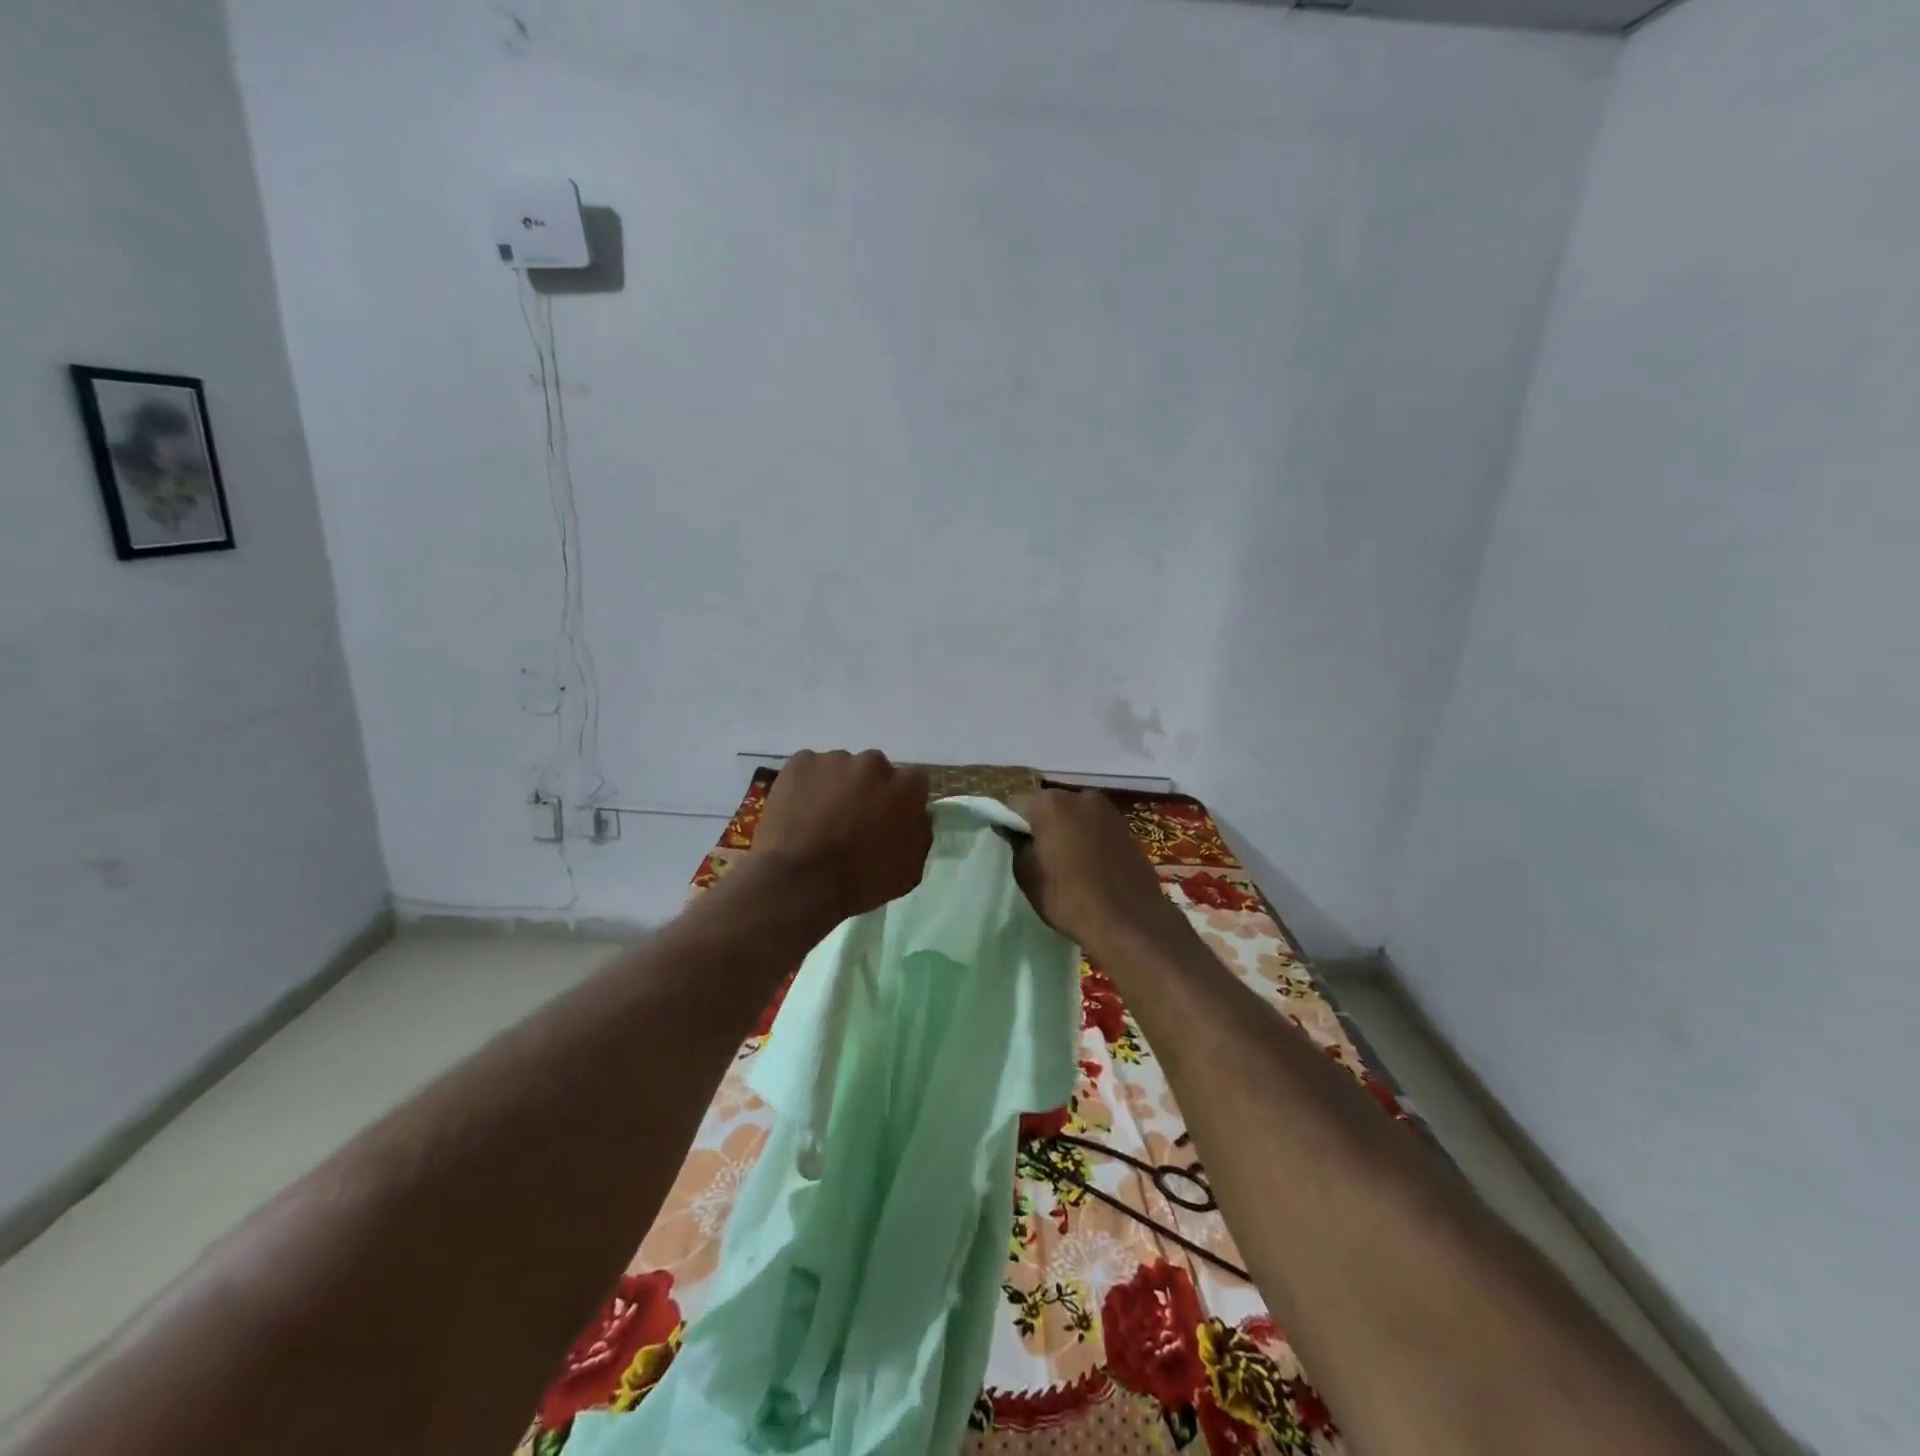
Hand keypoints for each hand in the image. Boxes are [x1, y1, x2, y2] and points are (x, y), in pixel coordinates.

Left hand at [757, 750, 932, 920]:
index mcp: (906, 786)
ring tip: (820, 819)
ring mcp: (834, 759)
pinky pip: (809, 770)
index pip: (914, 782)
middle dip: (868, 790)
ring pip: (841, 769)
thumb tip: (915, 816)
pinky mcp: (799, 762)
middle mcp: (873, 763)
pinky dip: (806, 786)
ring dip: (837, 788)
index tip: (890, 819)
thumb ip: (919, 833)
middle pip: (875, 771)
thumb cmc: (861, 880)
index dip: (902, 800)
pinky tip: (798, 813)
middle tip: (853, 820)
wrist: (799, 881)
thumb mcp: (909, 869)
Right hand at [1008, 788, 1186, 952]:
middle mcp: (1080, 796)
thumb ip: (1017, 845)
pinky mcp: (1126, 827)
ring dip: (1066, 829)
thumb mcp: (1028, 875)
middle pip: (1048, 804)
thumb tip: (1014, 831)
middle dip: (1040, 822)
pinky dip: (1087, 837)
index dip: (1010, 822)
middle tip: (1037, 853)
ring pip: (1074, 814)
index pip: (1016, 803)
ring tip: (1064, 860)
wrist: (1129, 920)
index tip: (1010, 844)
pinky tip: (1087, 863)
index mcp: (1050, 803)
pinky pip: (1095, 826)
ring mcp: (1107, 810)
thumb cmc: (1069, 898)